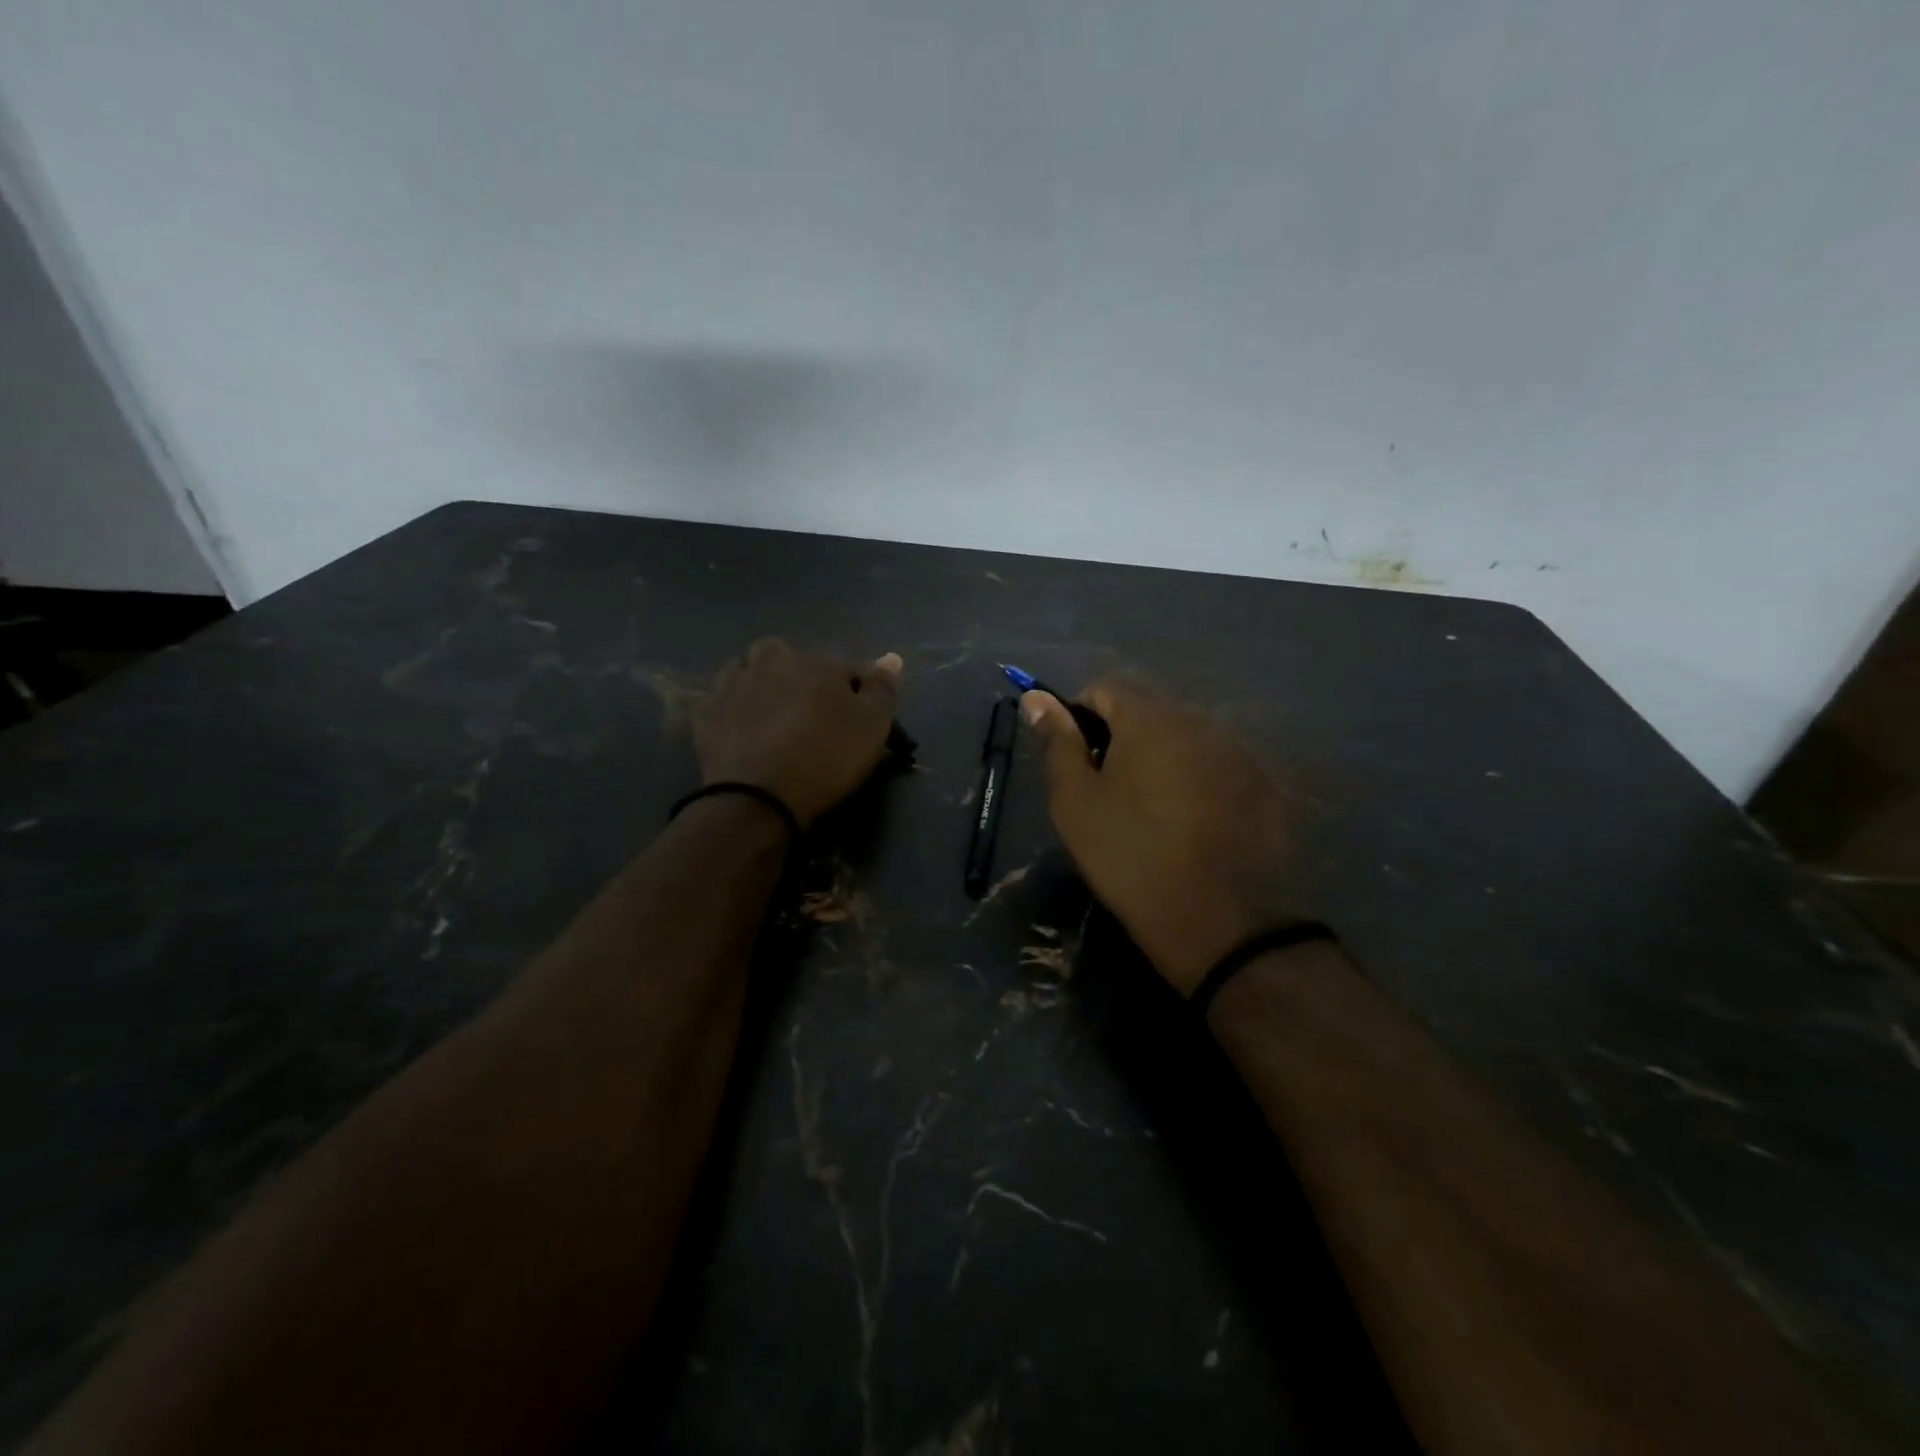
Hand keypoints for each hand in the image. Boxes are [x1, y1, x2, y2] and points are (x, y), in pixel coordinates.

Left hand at [694, 639, 903, 828]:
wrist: (760, 799)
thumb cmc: (827, 759)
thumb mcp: (872, 727)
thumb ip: (883, 689)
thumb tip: (890, 658)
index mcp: (817, 664)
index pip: (845, 665)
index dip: (855, 688)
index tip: (859, 713)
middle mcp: (772, 663)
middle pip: (783, 652)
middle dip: (793, 669)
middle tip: (804, 704)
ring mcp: (733, 686)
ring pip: (744, 668)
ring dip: (756, 680)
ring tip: (767, 711)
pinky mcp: (705, 714)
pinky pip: (717, 699)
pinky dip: (728, 707)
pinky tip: (736, 726)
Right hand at [1023, 681, 1303, 994]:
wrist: (1216, 920)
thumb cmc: (1129, 855)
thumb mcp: (1075, 802)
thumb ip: (1056, 742)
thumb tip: (1036, 697)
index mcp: (1149, 718)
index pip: (1103, 690)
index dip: (1079, 720)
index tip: (1075, 764)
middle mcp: (1199, 721)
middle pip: (1147, 713)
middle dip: (1122, 740)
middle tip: (1109, 793)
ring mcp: (1237, 753)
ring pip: (1184, 740)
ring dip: (1161, 761)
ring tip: (1152, 812)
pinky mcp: (1263, 786)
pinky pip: (1216, 768)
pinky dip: (1197, 783)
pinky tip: (1192, 826)